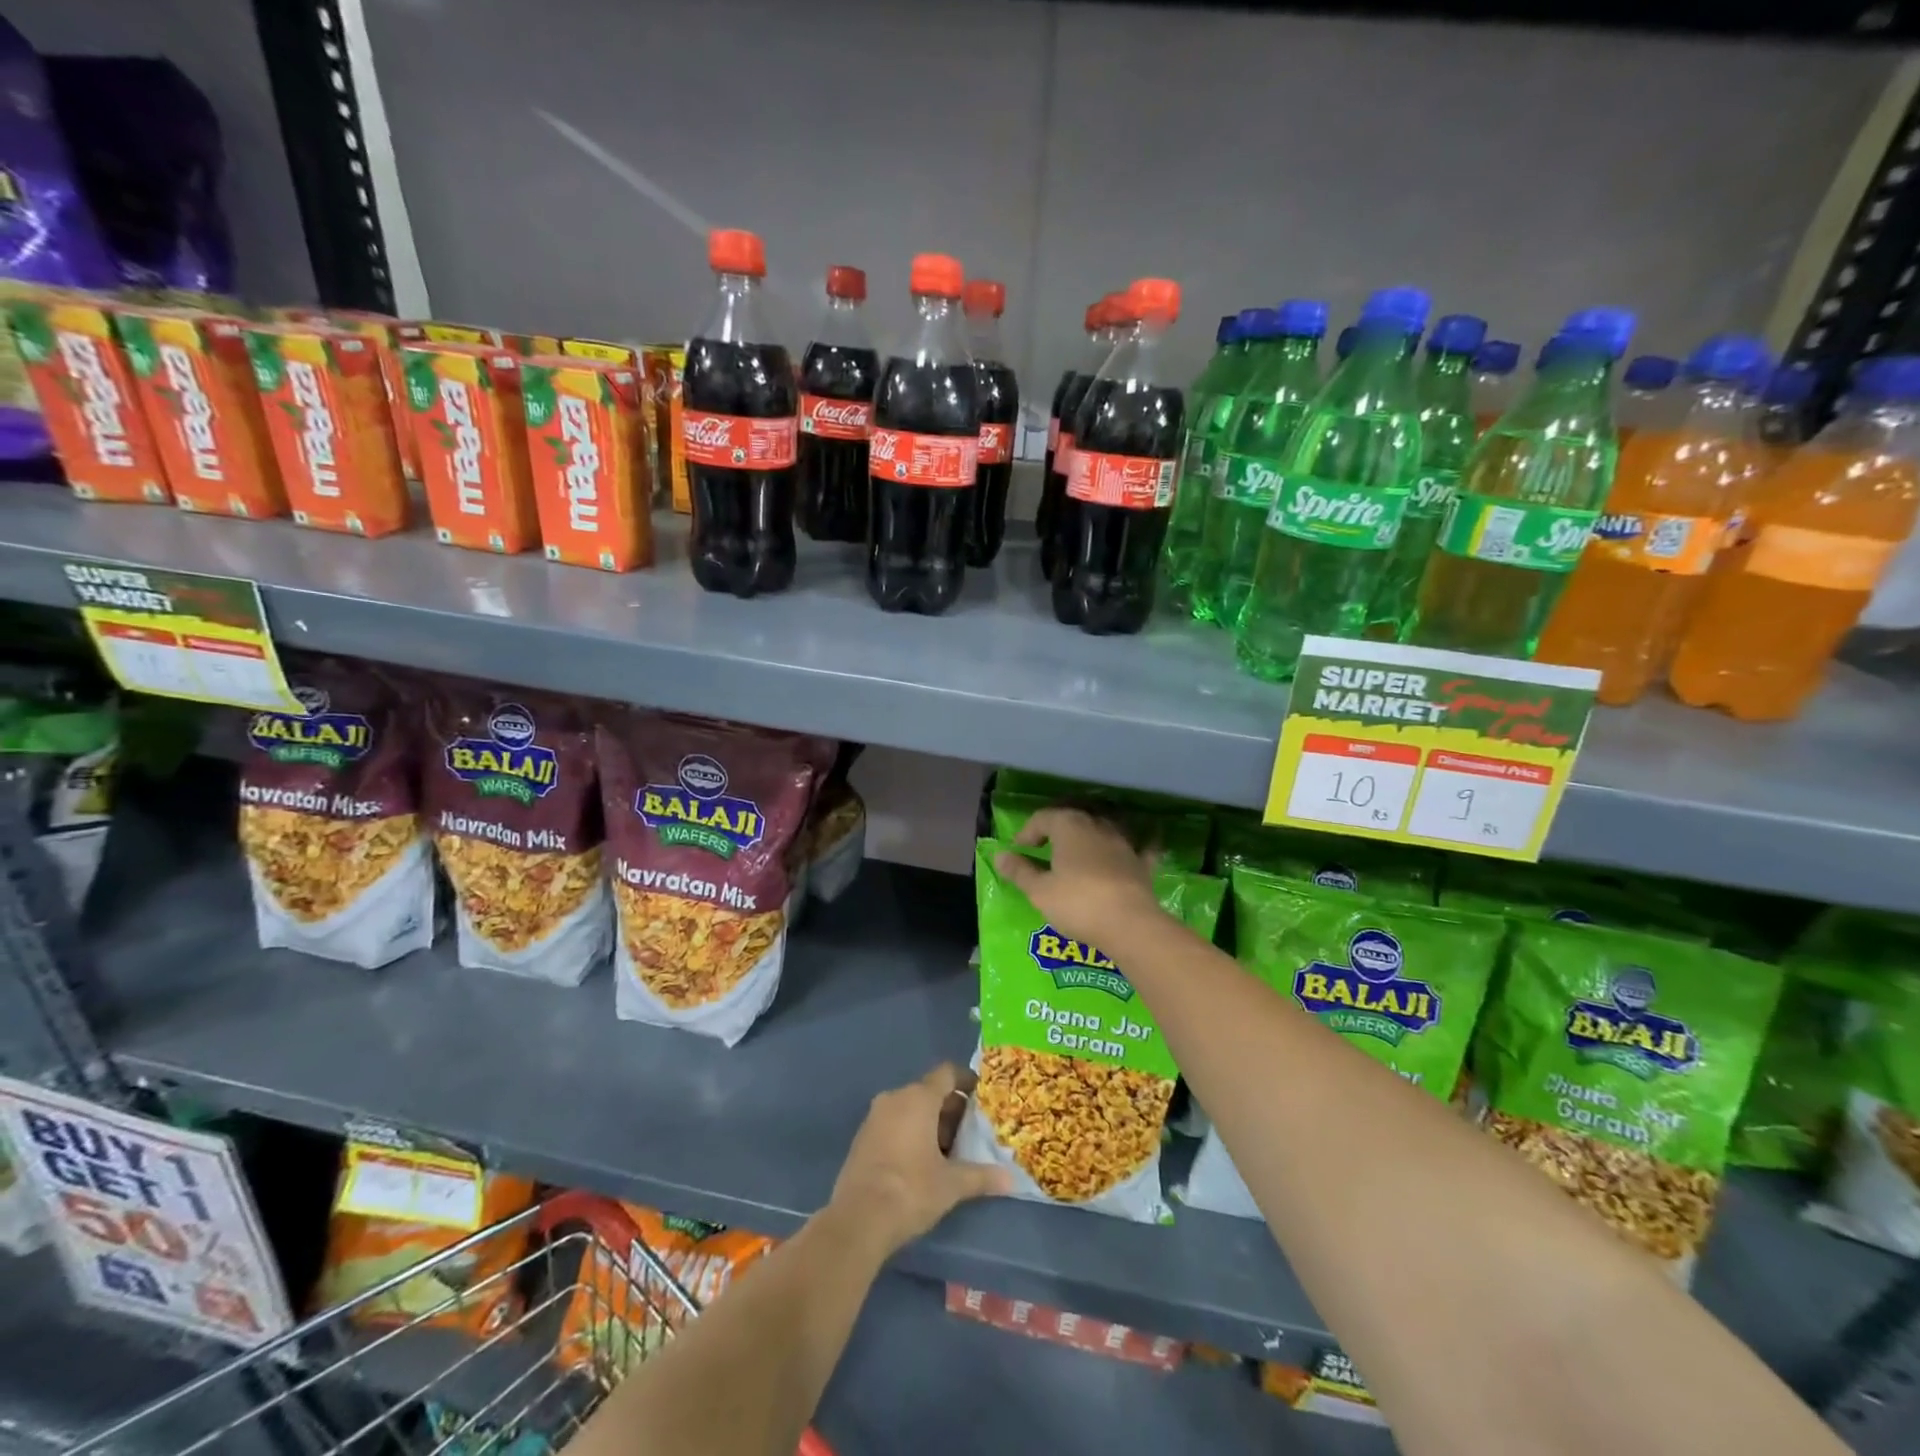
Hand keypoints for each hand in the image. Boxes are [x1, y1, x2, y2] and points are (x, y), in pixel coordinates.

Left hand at [830, 1064, 1009, 1256]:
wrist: (857, 1220)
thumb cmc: (911, 1190)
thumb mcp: (952, 1184)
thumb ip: (981, 1176)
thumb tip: (1010, 1179)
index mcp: (918, 1098)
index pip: (947, 1074)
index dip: (966, 1081)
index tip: (981, 1096)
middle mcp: (894, 1098)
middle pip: (929, 1092)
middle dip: (950, 1110)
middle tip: (970, 1133)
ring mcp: (874, 1117)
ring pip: (910, 1109)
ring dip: (930, 1123)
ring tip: (949, 1151)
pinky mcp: (862, 1138)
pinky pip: (893, 1124)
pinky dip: (910, 1133)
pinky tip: (921, 1162)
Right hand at [994, 806, 1160, 946]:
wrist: (1129, 924)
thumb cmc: (1077, 903)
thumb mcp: (1039, 891)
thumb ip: (1019, 871)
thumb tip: (999, 855)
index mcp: (1069, 826)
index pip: (1042, 818)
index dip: (1027, 832)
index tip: (1018, 851)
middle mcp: (1097, 825)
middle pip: (1072, 820)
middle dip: (1056, 832)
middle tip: (1043, 850)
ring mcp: (1123, 843)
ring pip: (1102, 830)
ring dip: (1088, 838)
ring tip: (1076, 856)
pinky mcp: (1141, 863)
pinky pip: (1137, 849)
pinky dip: (1132, 848)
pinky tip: (1136, 849)